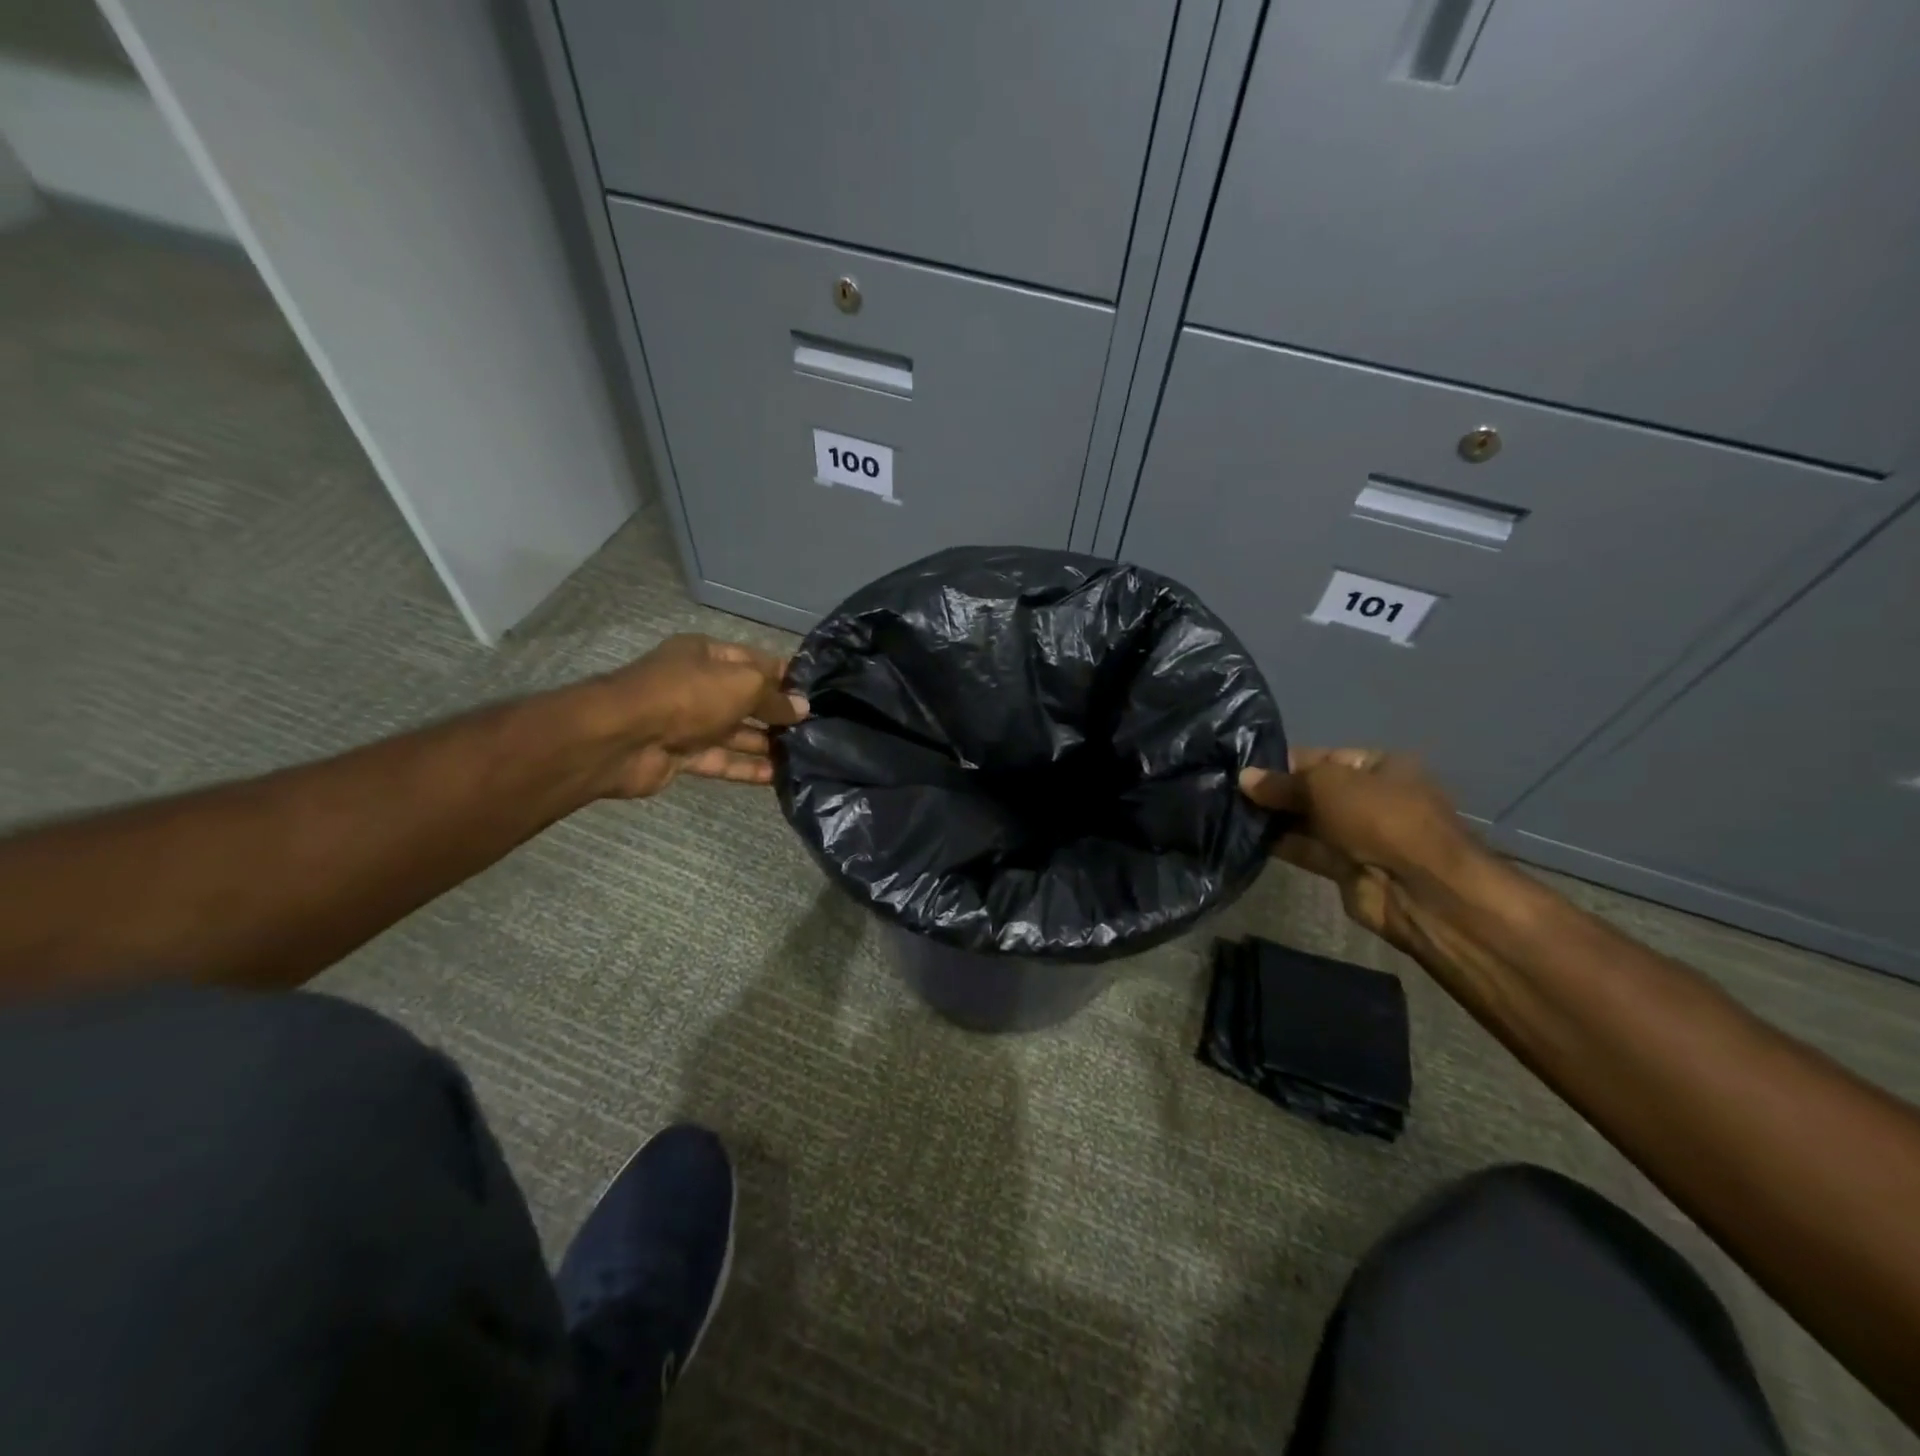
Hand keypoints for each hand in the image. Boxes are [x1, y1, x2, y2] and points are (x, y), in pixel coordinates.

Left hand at [579, 634, 807, 798]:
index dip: (785, 676)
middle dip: (778, 713)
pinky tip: (778, 776)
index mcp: (708, 655)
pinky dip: (747, 767)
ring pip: (735, 732)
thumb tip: (803, 708)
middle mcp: (698, 685)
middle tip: (816, 728)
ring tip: (804, 755)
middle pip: (746, 698)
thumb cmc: (688, 695)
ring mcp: (689, 722)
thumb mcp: (742, 684)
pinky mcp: (683, 756)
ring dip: (766, 742)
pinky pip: (722, 761)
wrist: (623, 738)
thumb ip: (775, 697)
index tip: (817, 693)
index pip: (755, 661)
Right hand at [1240, 748, 1481, 959]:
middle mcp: (1369, 798)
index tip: (1242, 767)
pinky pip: (1305, 850)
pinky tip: (1243, 837)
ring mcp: (1357, 835)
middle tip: (1227, 790)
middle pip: (1311, 790)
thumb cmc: (1379, 817)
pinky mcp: (1343, 868)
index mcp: (1379, 767)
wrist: (1417, 888)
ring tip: (1227, 812)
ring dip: (1272, 819)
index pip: (1322, 758)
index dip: (1283, 761)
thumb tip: (1243, 777)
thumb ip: (1282, 782)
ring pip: (1306, 821)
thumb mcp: (1325, 785)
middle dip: (1274, 792)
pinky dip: (1278, 845)